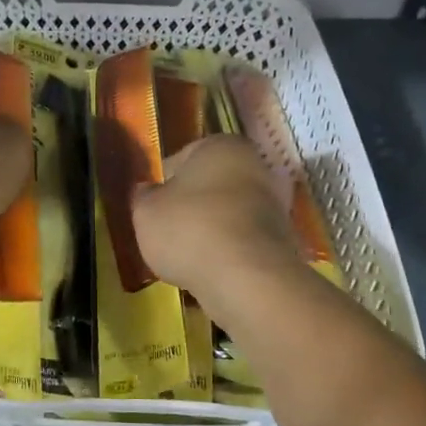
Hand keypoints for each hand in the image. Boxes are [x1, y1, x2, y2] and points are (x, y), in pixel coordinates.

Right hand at [133, 135, 299, 302]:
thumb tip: (148, 191)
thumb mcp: (146, 212)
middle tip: (166, 232)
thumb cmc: (190, 230)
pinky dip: (226, 252)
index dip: (162, 184)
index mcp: (220, 146)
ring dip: (209, 231)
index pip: (181, 158)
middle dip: (190, 206)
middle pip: (209, 186)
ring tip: (186, 256)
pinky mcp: (282, 239)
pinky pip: (242, 241)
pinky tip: (210, 270)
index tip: (152, 207)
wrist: (248, 279)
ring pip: (227, 214)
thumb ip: (143, 196)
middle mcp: (254, 166)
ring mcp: (273, 204)